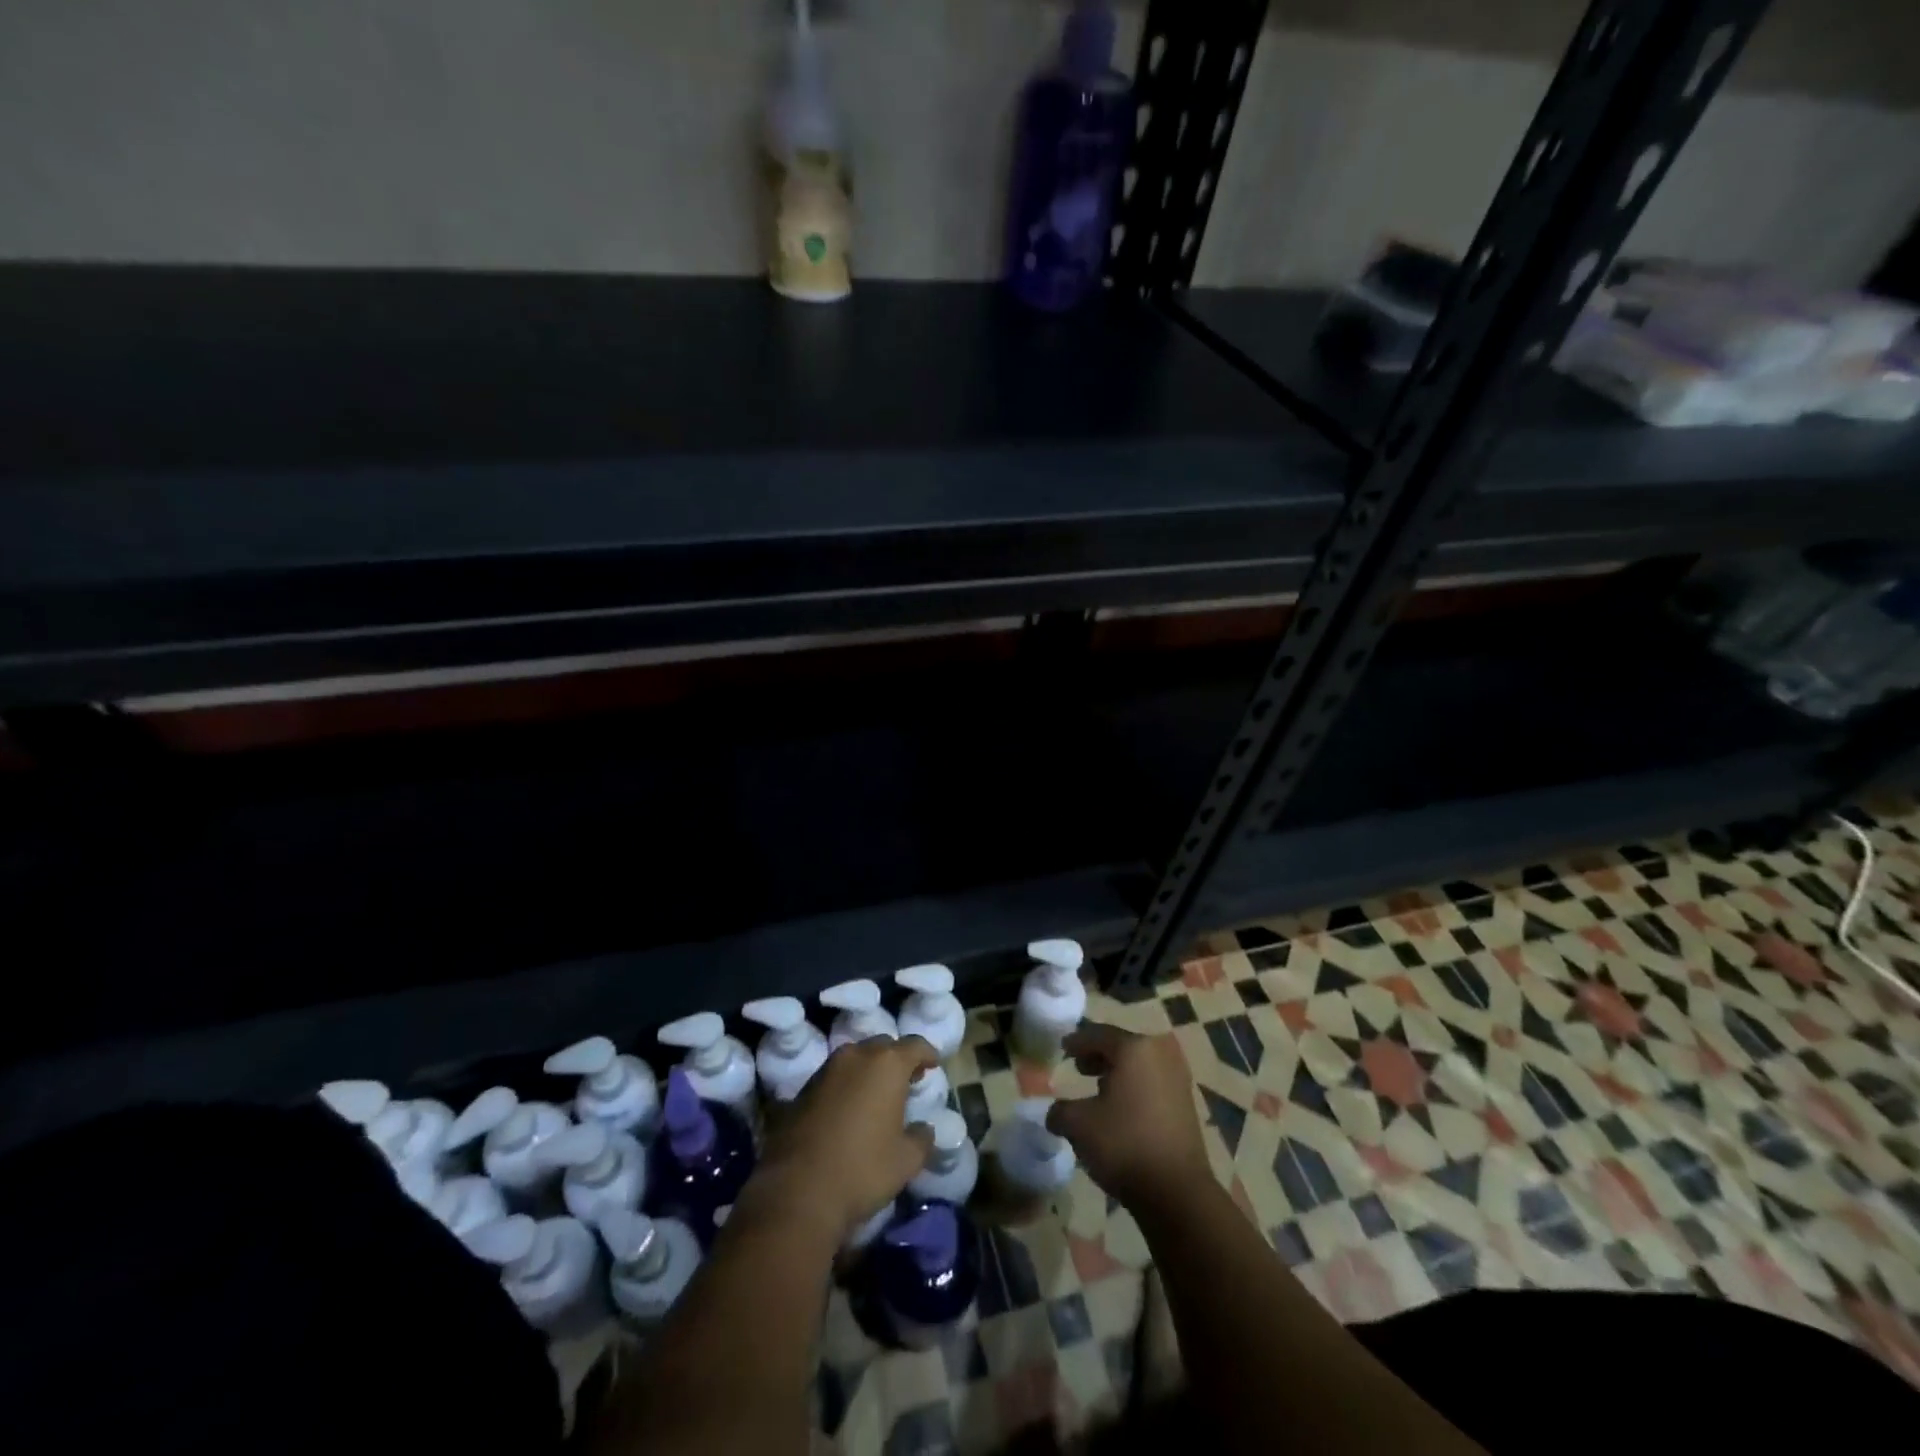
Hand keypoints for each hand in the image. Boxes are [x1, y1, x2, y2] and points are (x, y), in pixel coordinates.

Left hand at [753, 1036, 938, 1239]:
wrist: (796, 1191)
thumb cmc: (862, 1169)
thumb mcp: (906, 1160)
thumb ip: (922, 1138)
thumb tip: (924, 1129)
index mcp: (887, 1064)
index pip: (914, 1045)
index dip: (927, 1053)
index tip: (933, 1065)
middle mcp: (856, 1056)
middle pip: (883, 1046)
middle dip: (897, 1060)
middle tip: (907, 1081)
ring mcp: (826, 1070)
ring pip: (855, 1059)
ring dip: (869, 1071)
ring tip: (877, 1096)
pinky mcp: (802, 1089)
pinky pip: (834, 1077)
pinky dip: (846, 1086)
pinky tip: (849, 1110)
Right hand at [1046, 1023, 1209, 1209]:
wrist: (1177, 1192)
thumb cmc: (1124, 1144)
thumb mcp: (1078, 1125)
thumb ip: (1060, 1111)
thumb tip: (1056, 1113)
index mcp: (1134, 1048)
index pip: (1098, 1034)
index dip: (1077, 1041)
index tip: (1062, 1048)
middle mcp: (1160, 1054)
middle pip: (1122, 1046)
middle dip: (1098, 1055)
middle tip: (1078, 1067)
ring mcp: (1178, 1079)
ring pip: (1139, 1066)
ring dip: (1117, 1073)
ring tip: (1097, 1089)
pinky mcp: (1187, 1104)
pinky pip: (1153, 1083)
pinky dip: (1134, 1088)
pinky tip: (1121, 1109)